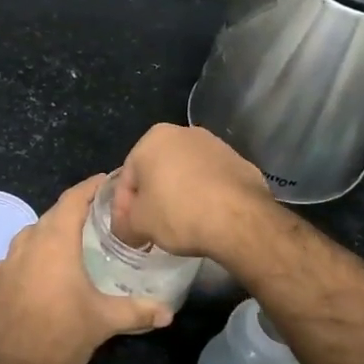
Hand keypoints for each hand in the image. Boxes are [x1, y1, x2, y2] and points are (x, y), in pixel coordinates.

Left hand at [0, 175, 171, 363]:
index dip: (90, 186)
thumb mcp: (104, 321)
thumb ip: (137, 310)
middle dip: (74, 209)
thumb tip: (168, 312)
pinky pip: (16, 257)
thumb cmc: (61, 335)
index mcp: (55, 242)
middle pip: (52, 214)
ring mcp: (7, 262)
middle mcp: (28, 243)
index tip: (107, 179)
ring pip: (32, 234)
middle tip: (98, 213)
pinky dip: (32, 255)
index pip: (73, 199)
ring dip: (51, 231)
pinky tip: (43, 270)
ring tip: (72, 240)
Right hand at [112, 124, 269, 259]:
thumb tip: (127, 229)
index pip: (128, 176)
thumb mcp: (139, 224)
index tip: (127, 230)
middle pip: (157, 170)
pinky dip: (204, 197)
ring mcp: (216, 145)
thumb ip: (126, 223)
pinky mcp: (240, 162)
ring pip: (186, 174)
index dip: (123, 207)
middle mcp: (184, 133)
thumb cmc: (178, 212)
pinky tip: (206, 219)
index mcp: (153, 138)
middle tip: (150, 228)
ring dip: (179, 196)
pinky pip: (211, 181)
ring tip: (179, 225)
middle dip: (151, 198)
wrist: (239, 218)